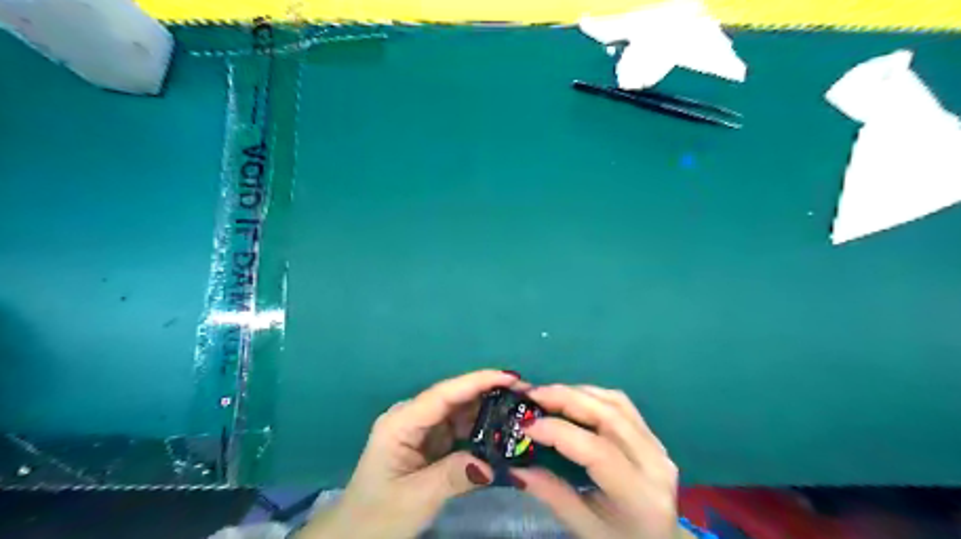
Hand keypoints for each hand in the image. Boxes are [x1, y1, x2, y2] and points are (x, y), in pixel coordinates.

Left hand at [298, 371, 524, 537]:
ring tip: (520, 411)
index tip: (511, 377)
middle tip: (526, 395)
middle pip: (455, 398)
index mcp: (401, 422)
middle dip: (489, 393)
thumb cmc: (378, 516)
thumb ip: (455, 475)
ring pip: (460, 411)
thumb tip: (493, 464)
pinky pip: (459, 428)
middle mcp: (412, 417)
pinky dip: (480, 429)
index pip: (444, 394)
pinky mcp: (429, 442)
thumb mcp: (417, 497)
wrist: (355, 536)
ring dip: (488, 410)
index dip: (478, 381)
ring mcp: (421, 429)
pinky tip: (501, 431)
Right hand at [509, 385, 690, 538]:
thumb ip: (551, 494)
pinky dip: (593, 395)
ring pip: (616, 403)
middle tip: (532, 394)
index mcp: (639, 495)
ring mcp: (657, 446)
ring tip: (547, 394)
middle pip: (609, 415)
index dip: (559, 432)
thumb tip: (515, 466)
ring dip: (578, 392)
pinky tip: (572, 398)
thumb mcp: (584, 528)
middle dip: (566, 398)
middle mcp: (654, 463)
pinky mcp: (653, 436)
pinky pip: (622, 405)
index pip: (597, 451)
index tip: (526, 426)